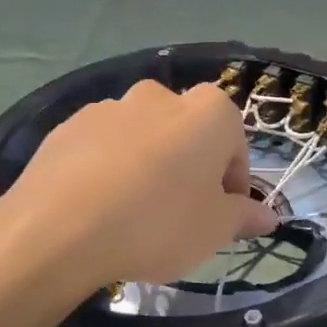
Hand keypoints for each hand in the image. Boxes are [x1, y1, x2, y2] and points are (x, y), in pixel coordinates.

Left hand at [0, 81, 277, 298]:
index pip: (234, 144)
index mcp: (208, 112)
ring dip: (147, 164)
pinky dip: (108, 168)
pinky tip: (97, 207)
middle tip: (179, 213)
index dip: (231, 183)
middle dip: (189, 166)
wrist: (57, 229)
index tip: (220, 216)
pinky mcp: (69, 125)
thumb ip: (244, 216)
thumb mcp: (214, 229)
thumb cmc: (157, 223)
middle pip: (187, 133)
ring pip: (143, 137)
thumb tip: (268, 216)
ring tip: (132, 212)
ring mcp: (110, 107)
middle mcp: (160, 96)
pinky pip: (102, 146)